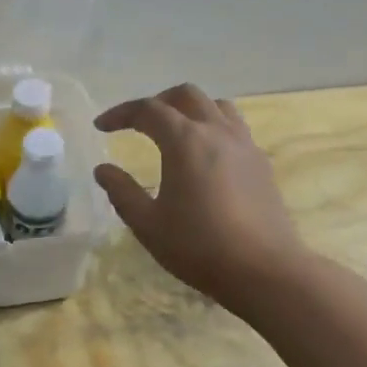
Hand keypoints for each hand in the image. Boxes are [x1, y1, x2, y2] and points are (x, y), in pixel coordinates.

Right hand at [93, 83, 304, 314]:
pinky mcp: (261, 163)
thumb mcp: (148, 224)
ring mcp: (245, 145)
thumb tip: (103, 170)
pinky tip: (205, 158)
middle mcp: (217, 131)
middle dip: (157, 102)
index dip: (120, 113)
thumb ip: (122, 191)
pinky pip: (234, 128)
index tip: (101, 127)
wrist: (264, 270)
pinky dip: (212, 128)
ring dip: (190, 110)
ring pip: (216, 106)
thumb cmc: (198, 247)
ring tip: (174, 133)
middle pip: (186, 95)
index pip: (148, 110)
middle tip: (137, 124)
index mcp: (185, 141)